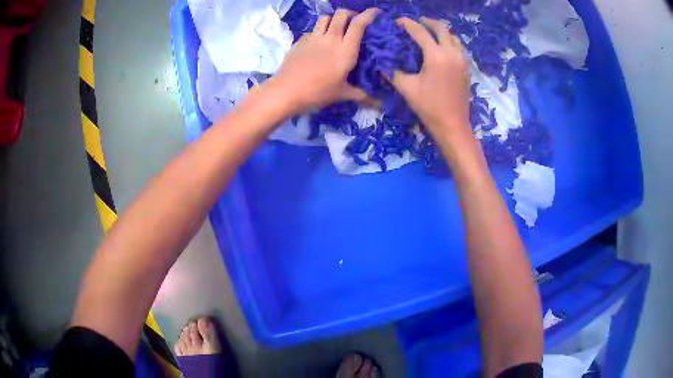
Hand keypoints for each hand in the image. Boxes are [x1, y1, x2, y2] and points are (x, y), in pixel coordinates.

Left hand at [270, 8, 378, 112]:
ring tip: (336, 29)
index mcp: (345, 49)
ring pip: (325, 17)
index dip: (369, 14)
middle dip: (350, 14)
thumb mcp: (342, 94)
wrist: (286, 91)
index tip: (376, 12)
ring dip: (333, 19)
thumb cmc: (317, 92)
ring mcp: (313, 38)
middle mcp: (331, 38)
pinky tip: (319, 42)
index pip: (359, 23)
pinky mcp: (300, 41)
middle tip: (354, 22)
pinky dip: (319, 31)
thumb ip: (361, 95)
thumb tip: (379, 104)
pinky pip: (313, 29)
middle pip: (341, 13)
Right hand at [389, 17, 470, 144]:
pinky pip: (460, 48)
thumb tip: (381, 62)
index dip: (407, 24)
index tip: (398, 21)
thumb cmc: (429, 107)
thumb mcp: (407, 88)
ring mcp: (462, 61)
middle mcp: (451, 53)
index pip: (420, 32)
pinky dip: (450, 42)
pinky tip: (443, 48)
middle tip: (417, 22)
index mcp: (436, 56)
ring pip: (453, 37)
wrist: (453, 125)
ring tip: (431, 33)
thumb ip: (393, 72)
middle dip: (427, 22)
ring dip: (441, 31)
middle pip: (441, 29)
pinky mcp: (467, 69)